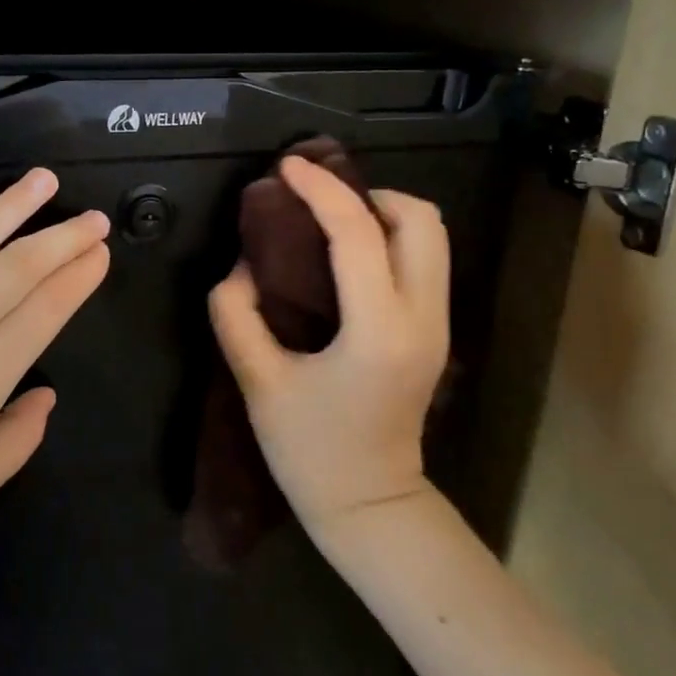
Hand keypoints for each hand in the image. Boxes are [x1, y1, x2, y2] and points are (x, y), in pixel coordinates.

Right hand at [208, 155, 447, 538]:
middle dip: (367, 195)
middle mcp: (423, 318)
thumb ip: (237, 314)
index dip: (320, 191)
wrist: (370, 506)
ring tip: (331, 224)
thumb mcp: (258, 382)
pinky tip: (348, 257)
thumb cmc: (309, 451)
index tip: (286, 169)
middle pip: (421, 219)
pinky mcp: (435, 332)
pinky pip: (424, 261)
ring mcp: (438, 325)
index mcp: (379, 331)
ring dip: (383, 215)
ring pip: (432, 236)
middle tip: (318, 204)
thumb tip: (244, 265)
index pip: (359, 234)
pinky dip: (390, 239)